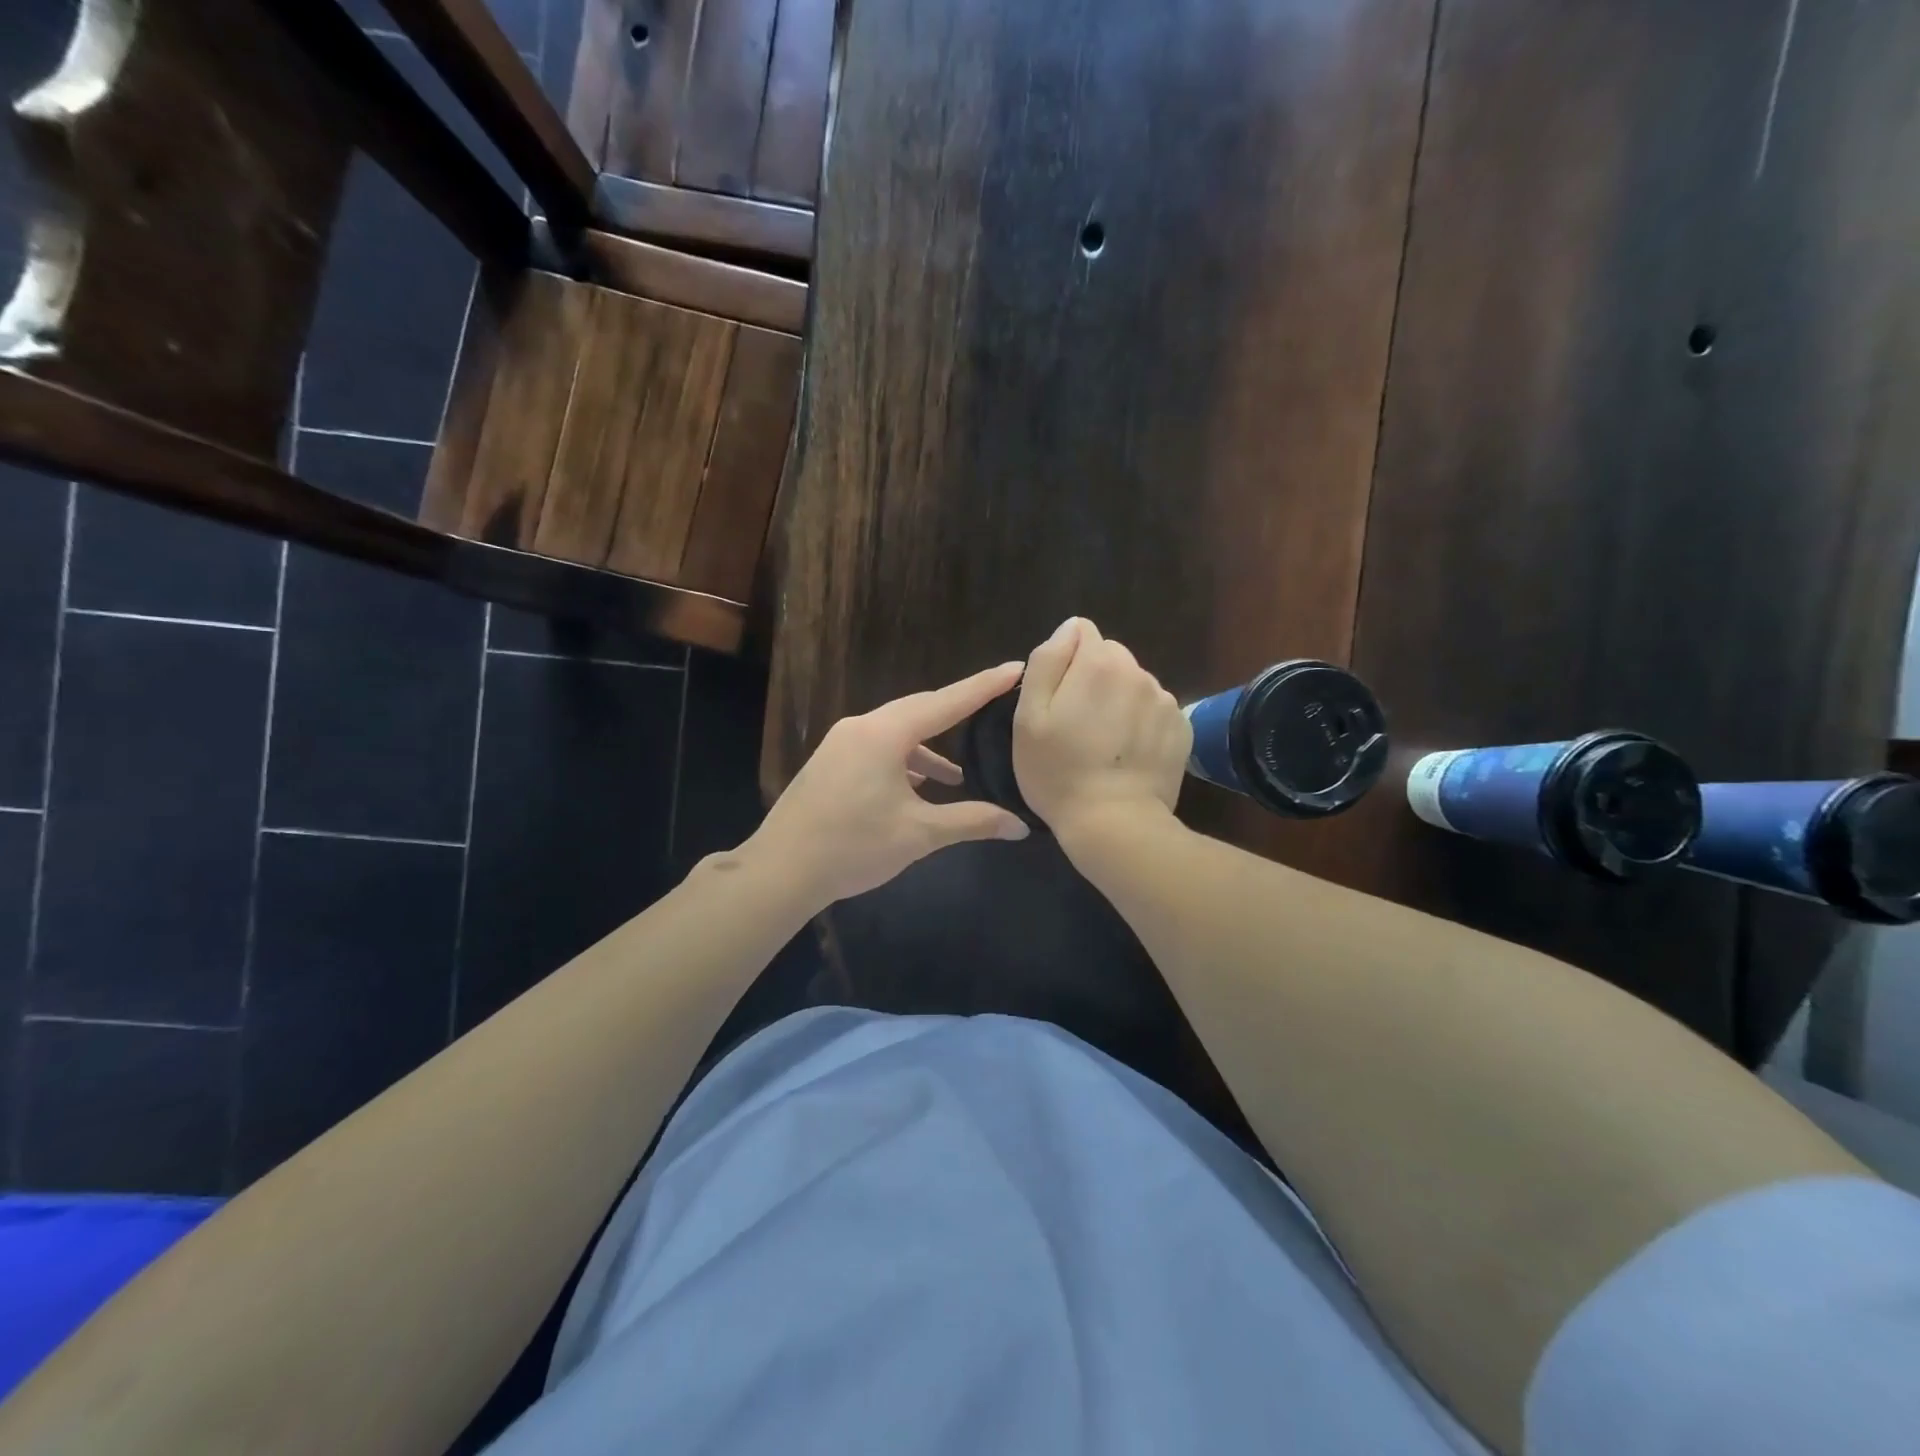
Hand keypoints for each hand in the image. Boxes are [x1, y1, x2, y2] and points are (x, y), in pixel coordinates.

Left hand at [747, 663, 1031, 906]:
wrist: (781, 870)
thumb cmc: (853, 846)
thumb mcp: (919, 833)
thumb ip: (972, 821)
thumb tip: (1019, 826)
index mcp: (885, 734)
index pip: (946, 702)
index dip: (984, 686)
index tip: (1015, 668)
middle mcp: (861, 727)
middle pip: (920, 709)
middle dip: (958, 710)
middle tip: (994, 704)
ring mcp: (841, 743)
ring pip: (897, 732)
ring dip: (929, 747)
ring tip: (958, 773)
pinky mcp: (831, 762)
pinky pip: (878, 748)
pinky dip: (905, 760)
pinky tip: (918, 786)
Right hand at [1013, 618, 1189, 840]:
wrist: (1114, 823)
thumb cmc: (1058, 771)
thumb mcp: (1028, 717)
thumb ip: (1047, 661)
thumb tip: (1069, 629)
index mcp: (1099, 662)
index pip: (1080, 634)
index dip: (1064, 664)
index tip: (1058, 701)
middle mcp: (1138, 671)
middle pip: (1110, 658)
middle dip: (1094, 680)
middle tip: (1078, 726)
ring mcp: (1165, 700)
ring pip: (1133, 685)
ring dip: (1119, 702)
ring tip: (1105, 745)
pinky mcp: (1182, 728)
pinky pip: (1155, 711)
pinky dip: (1141, 724)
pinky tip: (1128, 755)